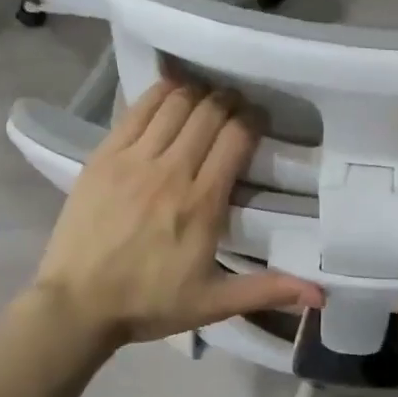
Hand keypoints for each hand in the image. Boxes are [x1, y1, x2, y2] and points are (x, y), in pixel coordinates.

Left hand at [30, 78, 322, 347]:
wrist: (75, 305)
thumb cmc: (149, 303)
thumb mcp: (213, 303)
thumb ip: (268, 290)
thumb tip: (321, 294)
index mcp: (202, 203)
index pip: (236, 138)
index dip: (253, 120)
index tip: (260, 120)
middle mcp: (171, 171)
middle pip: (209, 113)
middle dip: (230, 102)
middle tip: (237, 107)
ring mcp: (133, 159)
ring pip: (175, 104)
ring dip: (198, 94)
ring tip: (207, 98)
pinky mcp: (104, 156)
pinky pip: (137, 109)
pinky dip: (159, 93)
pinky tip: (172, 91)